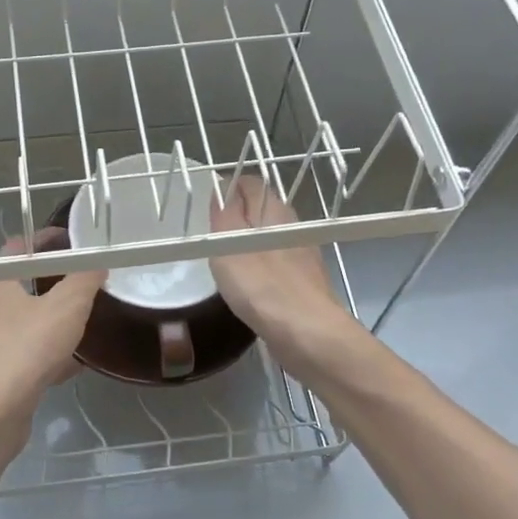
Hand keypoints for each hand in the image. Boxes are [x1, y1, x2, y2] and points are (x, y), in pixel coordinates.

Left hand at [0, 228, 103, 450]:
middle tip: (79, 285)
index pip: (15, 248)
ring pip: (18, 326)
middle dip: (48, 285)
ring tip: (78, 327)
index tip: (70, 241)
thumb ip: (84, 281)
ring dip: (46, 323)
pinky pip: (18, 358)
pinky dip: (42, 357)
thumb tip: (96, 264)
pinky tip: (68, 369)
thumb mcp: (66, 307)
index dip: (44, 240)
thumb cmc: (24, 350)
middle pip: (15, 287)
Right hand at [208, 175, 355, 369]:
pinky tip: (250, 285)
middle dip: (238, 215)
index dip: (228, 187)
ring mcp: (303, 256)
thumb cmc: (262, 285)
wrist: (309, 334)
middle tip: (212, 232)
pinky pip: (277, 265)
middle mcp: (293, 227)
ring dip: (249, 243)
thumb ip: (224, 214)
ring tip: (225, 259)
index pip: (251, 184)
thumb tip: (223, 188)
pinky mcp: (305, 283)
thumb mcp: (229, 244)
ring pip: (270, 238)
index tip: (207, 203)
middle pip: (262, 210)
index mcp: (275, 211)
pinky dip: (261, 268)